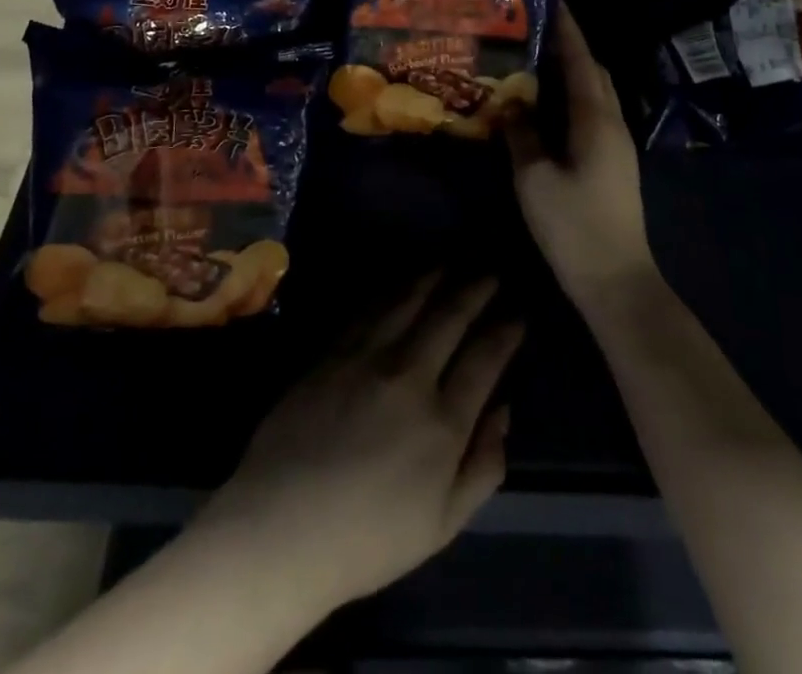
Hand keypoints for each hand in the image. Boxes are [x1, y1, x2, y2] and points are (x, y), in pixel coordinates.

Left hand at [194, 276, 522, 609]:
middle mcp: (408, 375)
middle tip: (491, 272)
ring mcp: (366, 357)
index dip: (505, 331)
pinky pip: (369, 309)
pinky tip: (401, 284)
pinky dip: (392, 290)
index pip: (485, 358)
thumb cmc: (370, 538)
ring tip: (451, 264)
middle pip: (450, 316)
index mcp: (443, 421)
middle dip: (476, 289)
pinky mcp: (332, 351)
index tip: (518, 313)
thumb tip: (504, 409)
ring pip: (409, 302)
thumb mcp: (443, 523)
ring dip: (434, 279)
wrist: (283, 525)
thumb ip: (483, 465)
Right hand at [506, 2, 657, 310]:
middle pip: (593, 71)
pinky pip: (592, 112)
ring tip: (534, 59)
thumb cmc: (573, 226)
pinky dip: (571, 96)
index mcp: (595, 120)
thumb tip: (509, 104)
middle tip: (533, 29)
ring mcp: (616, 144)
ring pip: (594, 92)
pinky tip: (545, 105)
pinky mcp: (612, 161)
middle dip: (569, 45)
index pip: (581, 60)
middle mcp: (612, 123)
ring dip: (570, 71)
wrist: (615, 280)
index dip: (567, 29)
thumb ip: (521, 135)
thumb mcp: (534, 178)